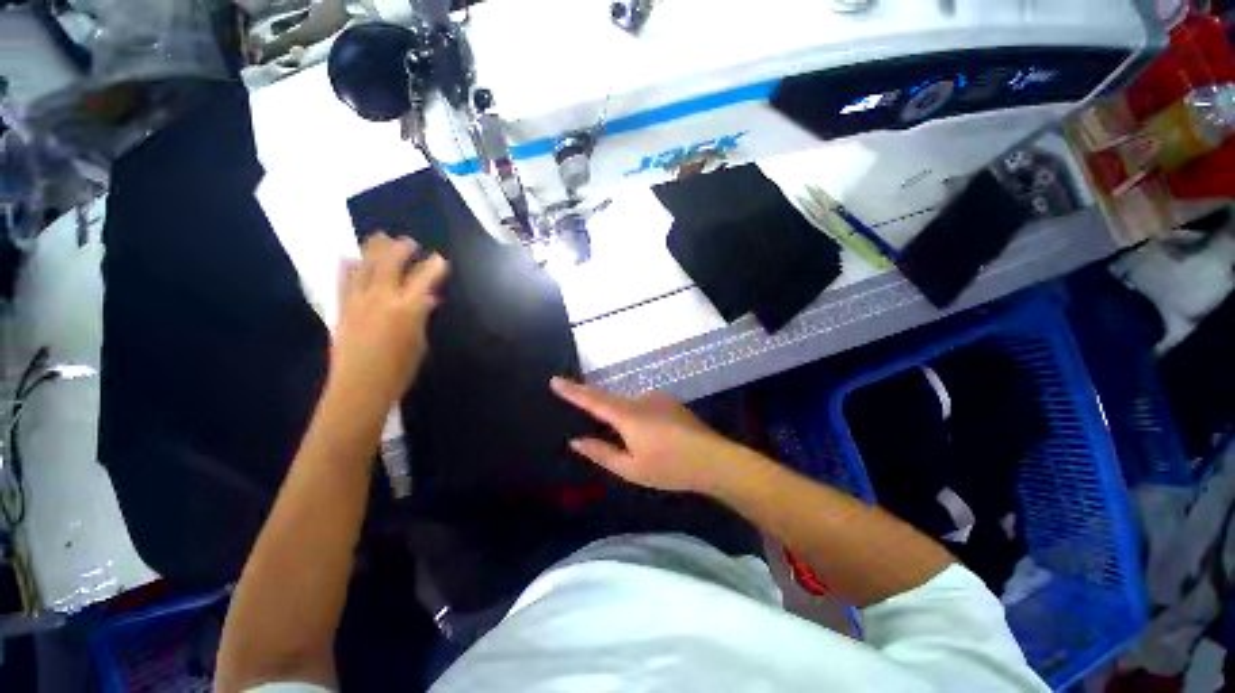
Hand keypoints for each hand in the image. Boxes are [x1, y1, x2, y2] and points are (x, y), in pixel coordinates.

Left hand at [331, 234, 448, 405]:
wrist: (359, 388)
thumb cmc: (399, 371)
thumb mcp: (419, 343)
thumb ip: (422, 318)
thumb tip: (427, 300)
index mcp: (407, 309)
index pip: (423, 280)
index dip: (433, 266)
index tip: (440, 258)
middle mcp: (381, 299)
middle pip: (390, 265)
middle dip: (401, 249)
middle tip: (408, 241)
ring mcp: (358, 301)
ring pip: (365, 267)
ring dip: (373, 250)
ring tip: (379, 238)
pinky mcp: (342, 308)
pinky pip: (343, 281)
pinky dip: (347, 266)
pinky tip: (348, 257)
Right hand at [550, 377, 734, 492]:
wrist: (714, 459)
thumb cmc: (670, 468)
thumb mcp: (631, 469)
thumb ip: (602, 453)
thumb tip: (576, 441)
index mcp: (627, 415)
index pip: (593, 400)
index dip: (572, 390)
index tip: (555, 380)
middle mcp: (640, 399)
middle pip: (610, 399)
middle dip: (597, 407)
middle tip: (594, 420)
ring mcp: (657, 398)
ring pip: (629, 405)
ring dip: (623, 418)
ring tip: (636, 444)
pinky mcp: (669, 402)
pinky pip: (643, 405)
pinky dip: (638, 417)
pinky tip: (652, 437)